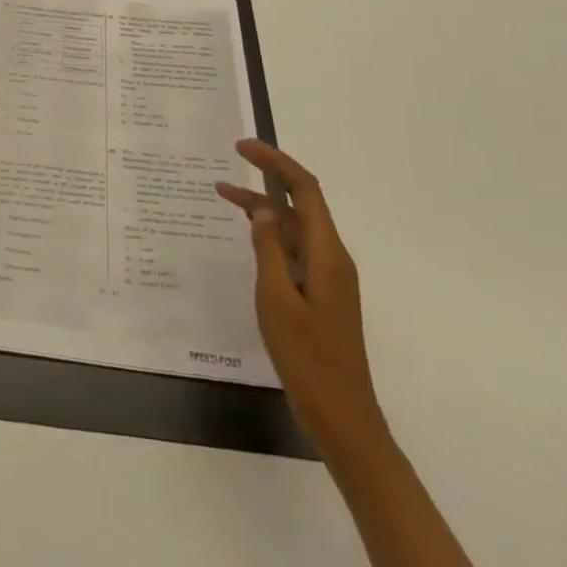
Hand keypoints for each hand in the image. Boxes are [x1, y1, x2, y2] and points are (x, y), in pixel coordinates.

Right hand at [216, 140, 385, 456]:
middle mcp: (333, 258)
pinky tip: (250, 237)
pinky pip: (296, 249)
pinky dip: (271, 234)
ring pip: (297, 227)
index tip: (243, 148)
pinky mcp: (322, 294)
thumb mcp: (277, 300)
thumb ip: (270, 249)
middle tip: (231, 160)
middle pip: (302, 203)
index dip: (276, 163)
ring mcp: (329, 277)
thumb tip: (264, 208)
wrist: (343, 419)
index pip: (306, 189)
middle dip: (268, 177)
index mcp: (328, 254)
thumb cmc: (307, 359)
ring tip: (224, 196)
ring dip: (265, 208)